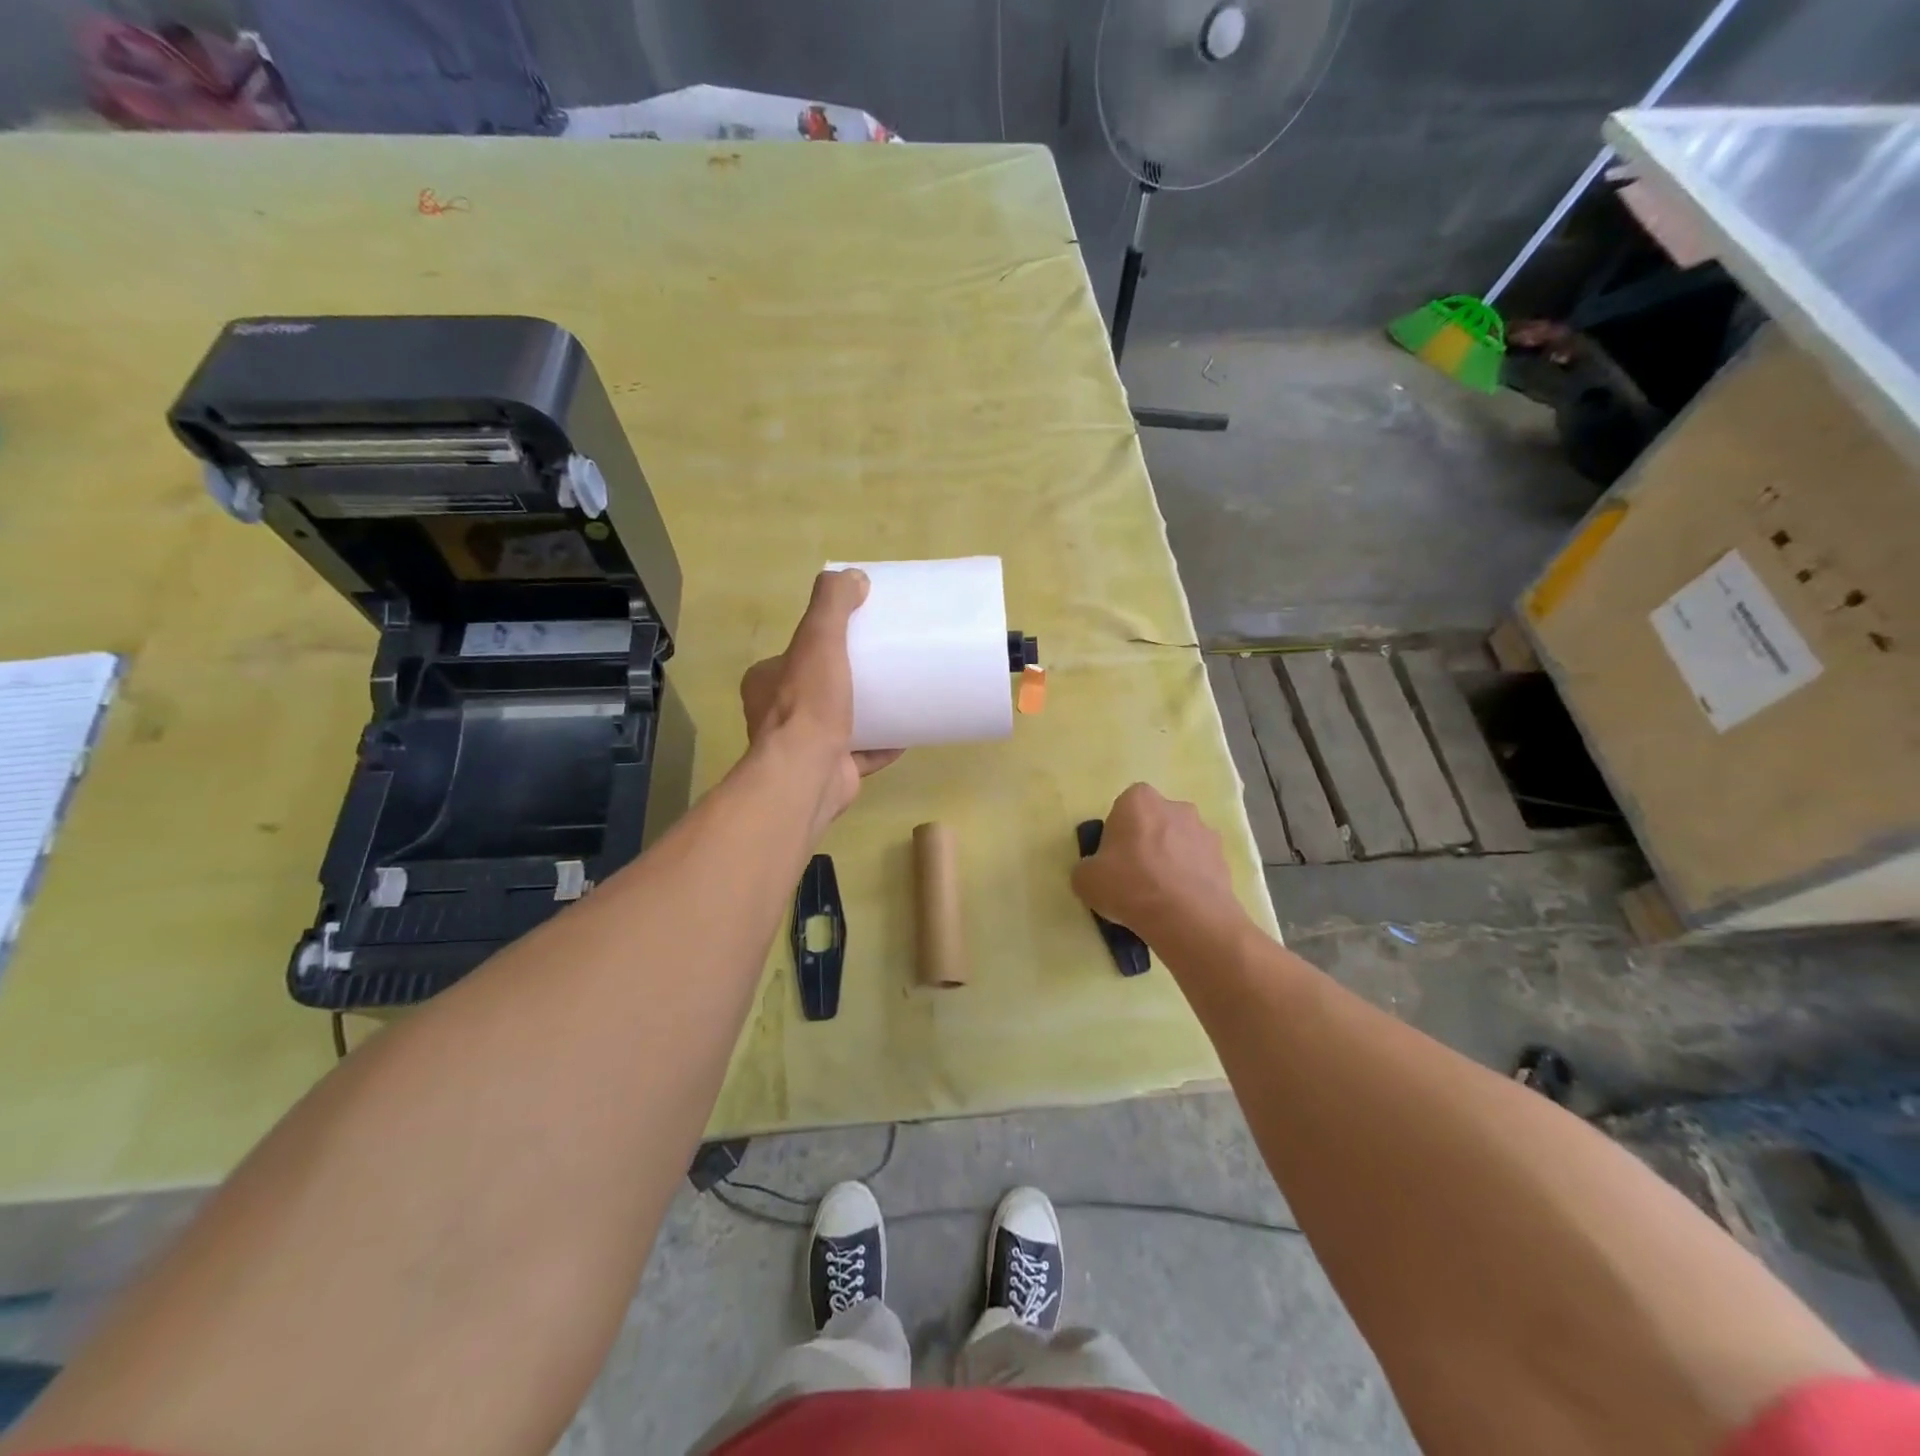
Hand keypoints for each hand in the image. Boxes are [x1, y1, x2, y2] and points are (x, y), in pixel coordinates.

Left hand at [740, 569, 900, 828]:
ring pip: (840, 722)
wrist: (808, 775)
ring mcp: (805, 747)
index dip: (824, 643)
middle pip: (820, 688)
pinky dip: (883, 744)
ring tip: (900, 695)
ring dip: (866, 712)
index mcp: (767, 683)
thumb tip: (853, 576)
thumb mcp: (817, 640)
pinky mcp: (831, 771)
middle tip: (883, 665)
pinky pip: (861, 753)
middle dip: (849, 679)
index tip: (857, 636)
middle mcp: (778, 715)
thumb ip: (831, 605)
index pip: (796, 655)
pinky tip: (908, 733)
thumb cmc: (808, 705)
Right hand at [1071, 784, 1247, 945]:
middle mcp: (1176, 807)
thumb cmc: (1129, 885)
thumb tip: (1096, 871)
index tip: (1114, 858)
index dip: (1118, 832)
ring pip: (1180, 842)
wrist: (1187, 918)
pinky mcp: (1224, 859)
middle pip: (1156, 821)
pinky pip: (1200, 865)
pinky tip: (1181, 904)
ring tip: (1162, 895)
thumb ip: (1088, 867)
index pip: (1125, 806)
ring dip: (1172, 860)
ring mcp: (1205, 832)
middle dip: (1148, 842)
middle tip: (1136, 875)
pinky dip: (1191, 879)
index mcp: (1139, 800)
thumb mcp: (1085, 879)